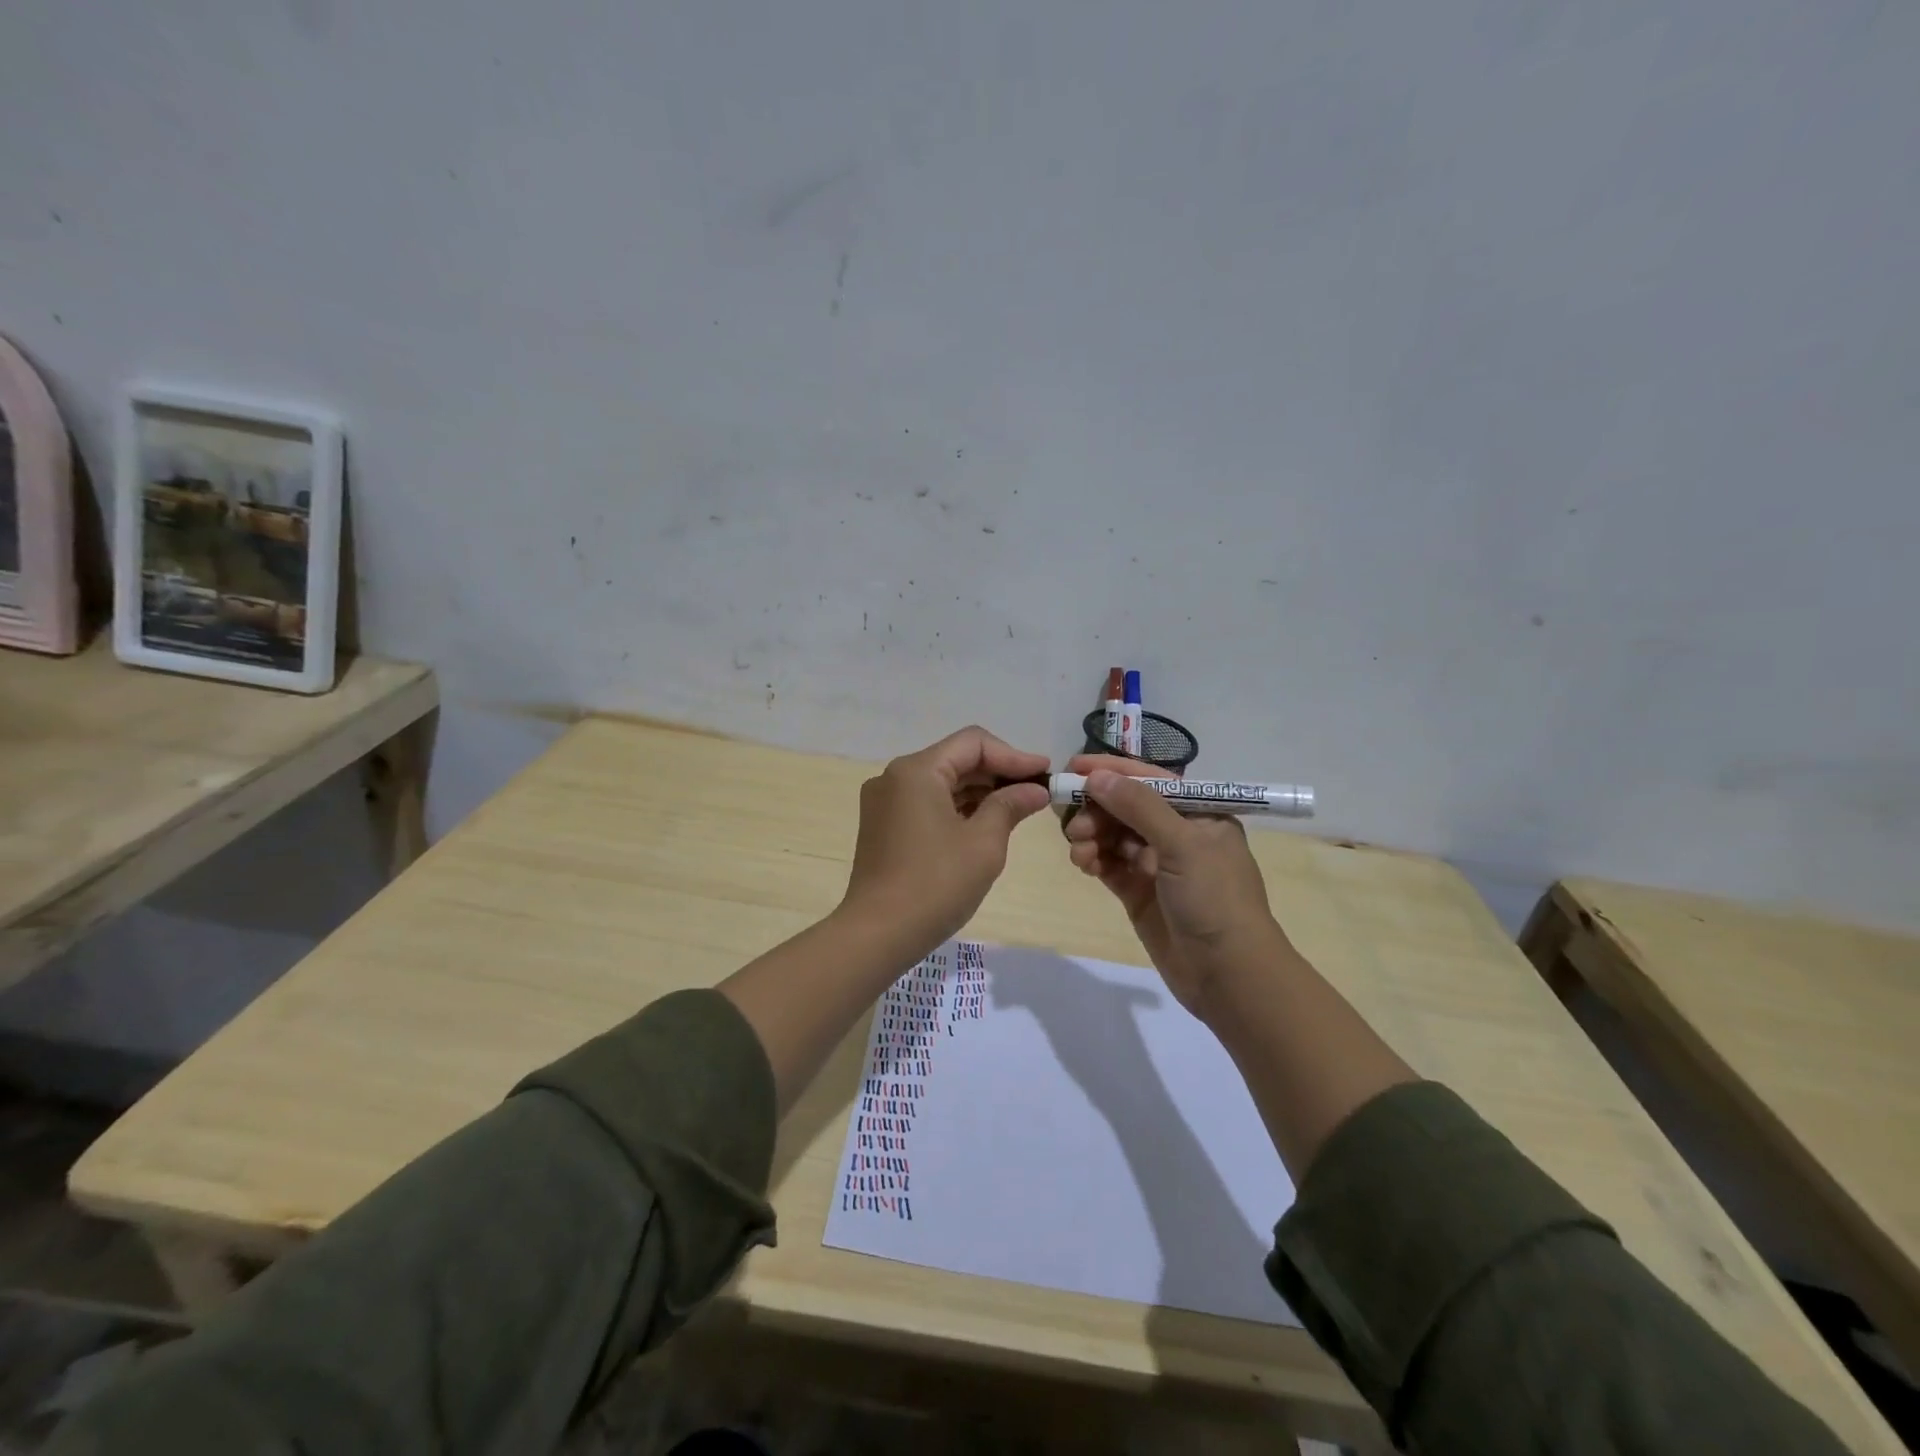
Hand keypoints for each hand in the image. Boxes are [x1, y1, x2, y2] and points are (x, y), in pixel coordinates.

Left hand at [840, 727, 1051, 958]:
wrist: (878, 934)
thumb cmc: (936, 884)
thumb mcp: (983, 843)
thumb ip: (1010, 806)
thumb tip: (1035, 789)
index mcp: (916, 771)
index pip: (973, 743)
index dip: (1014, 755)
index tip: (1046, 773)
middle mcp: (895, 777)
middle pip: (956, 759)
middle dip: (998, 773)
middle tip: (1037, 791)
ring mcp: (885, 802)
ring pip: (942, 782)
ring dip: (980, 791)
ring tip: (1018, 808)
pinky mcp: (883, 826)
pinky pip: (927, 803)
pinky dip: (958, 808)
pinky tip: (986, 823)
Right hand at [1063, 754, 1283, 1019]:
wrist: (1229, 975)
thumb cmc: (1215, 899)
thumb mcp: (1183, 845)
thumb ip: (1139, 807)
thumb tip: (1097, 776)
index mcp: (1199, 813)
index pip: (1149, 780)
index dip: (1111, 771)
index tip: (1073, 768)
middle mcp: (1177, 833)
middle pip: (1126, 807)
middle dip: (1097, 808)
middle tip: (1071, 820)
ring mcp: (1156, 864)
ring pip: (1113, 836)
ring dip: (1091, 835)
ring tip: (1078, 848)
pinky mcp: (1139, 892)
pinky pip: (1109, 864)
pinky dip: (1093, 859)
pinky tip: (1083, 863)